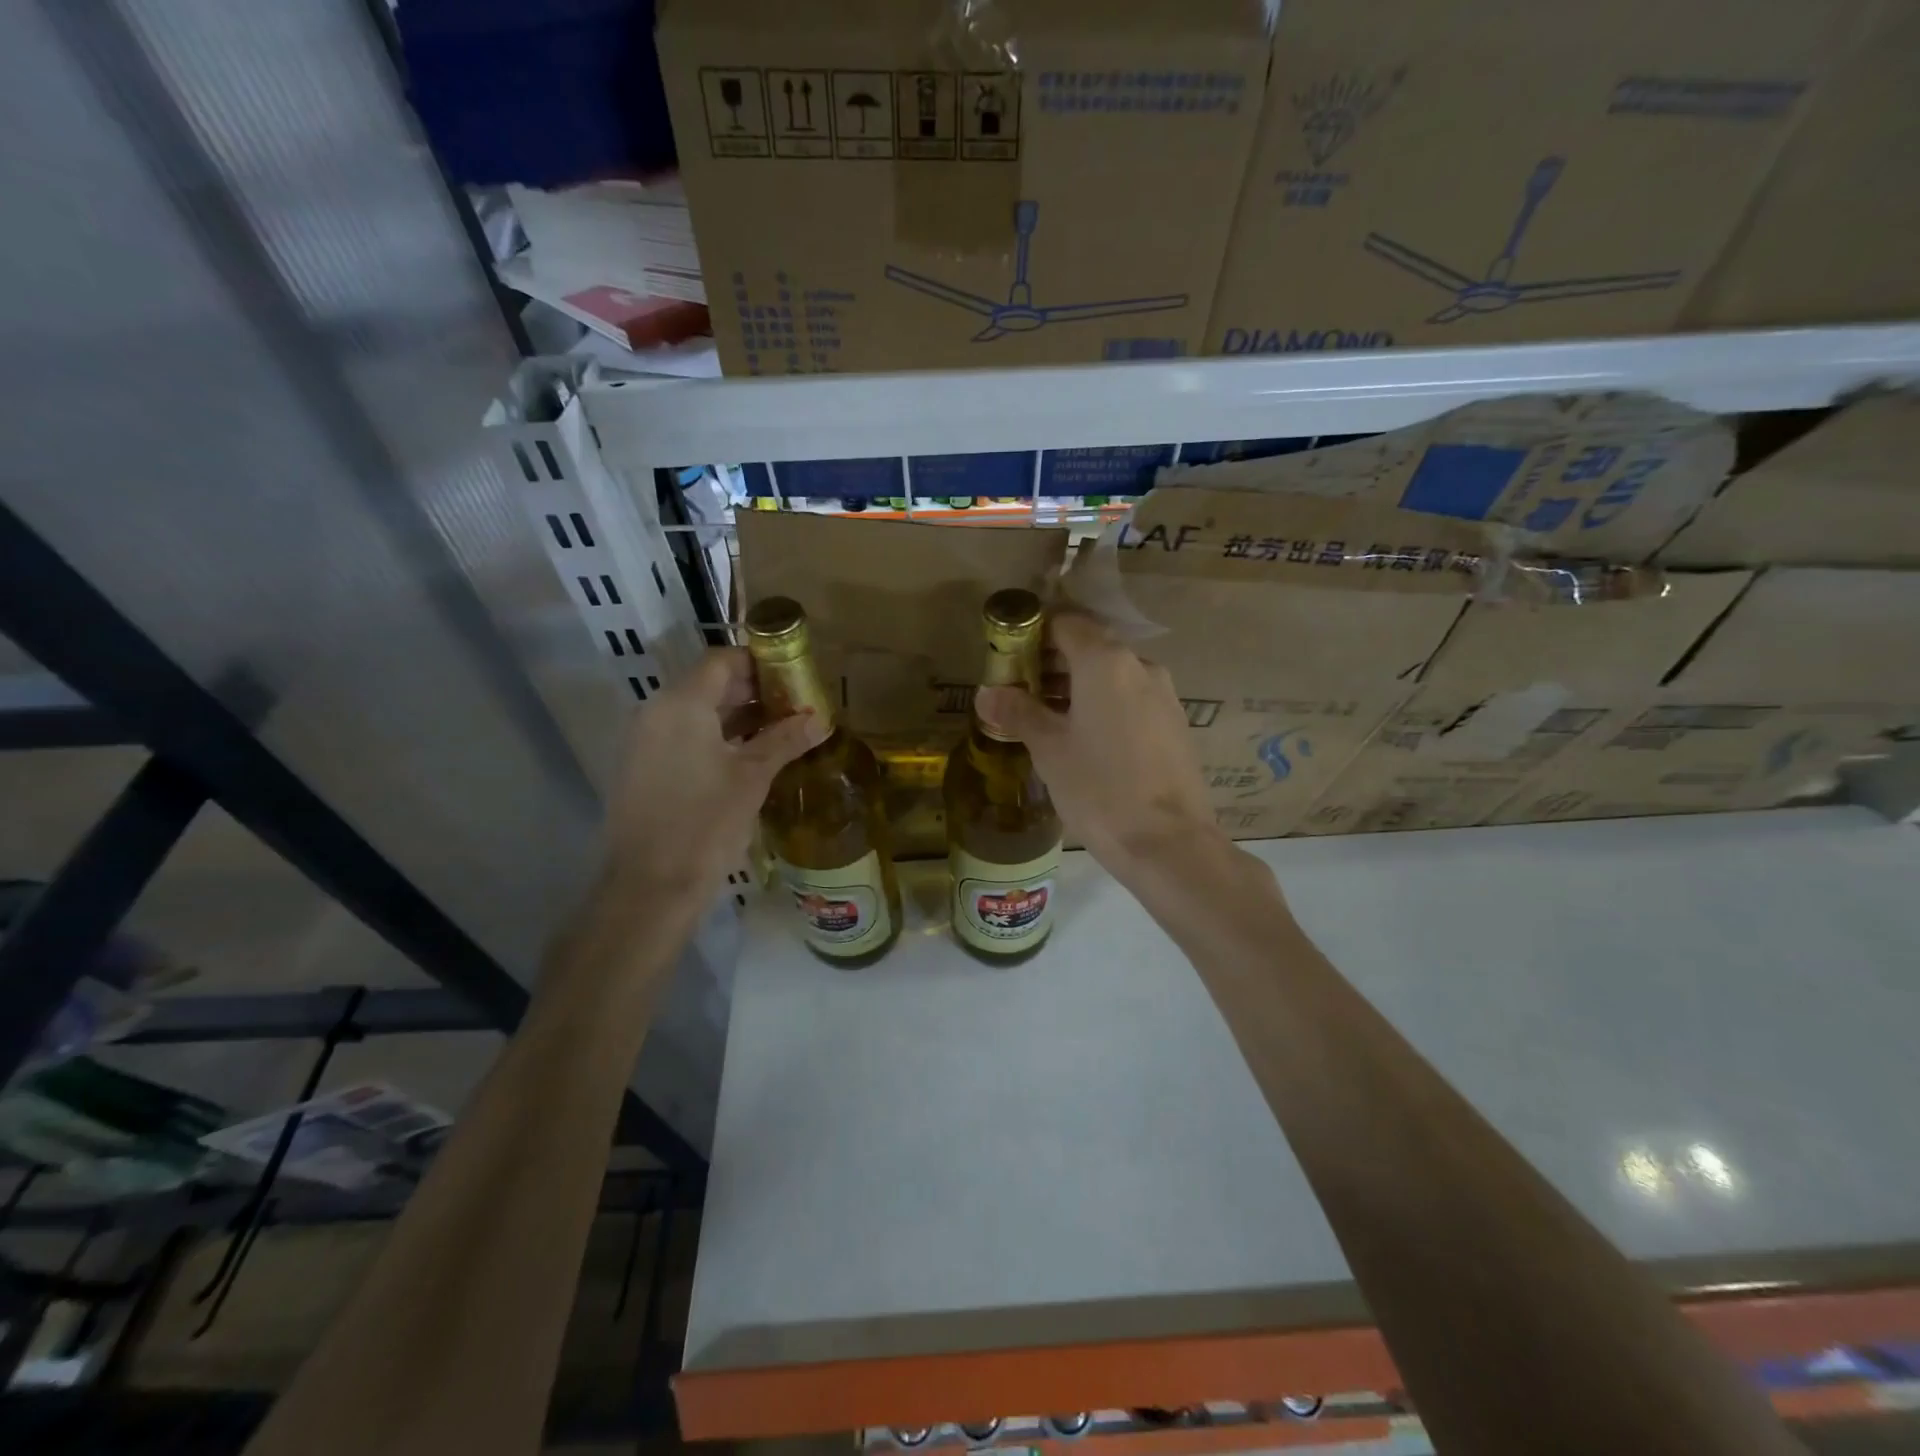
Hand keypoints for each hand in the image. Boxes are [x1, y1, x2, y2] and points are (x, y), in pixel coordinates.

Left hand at [600, 648, 825, 906]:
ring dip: (737, 716)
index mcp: (681, 704)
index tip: (794, 676)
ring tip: (781, 730)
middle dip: (753, 691)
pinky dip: (717, 737)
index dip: (759, 662)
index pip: (721, 660)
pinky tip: (750, 757)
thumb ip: (785, 740)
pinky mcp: (644, 768)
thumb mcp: (753, 777)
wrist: (651, 886)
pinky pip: (685, 737)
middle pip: (709, 684)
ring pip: (697, 712)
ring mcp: (646, 741)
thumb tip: (820, 719)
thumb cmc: (706, 822)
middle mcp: (657, 712)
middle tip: (794, 705)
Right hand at [976, 612, 1226, 882]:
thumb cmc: (1099, 789)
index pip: (1066, 623)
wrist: (1168, 843)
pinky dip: (1105, 706)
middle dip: (1053, 664)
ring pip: (1113, 675)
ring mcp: (1164, 695)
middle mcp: (1140, 666)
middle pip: (1091, 647)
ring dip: (1078, 687)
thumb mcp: (1049, 750)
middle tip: (1021, 693)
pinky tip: (1087, 741)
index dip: (1034, 635)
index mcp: (1106, 662)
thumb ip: (1018, 713)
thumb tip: (986, 693)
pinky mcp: (1176, 724)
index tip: (1010, 660)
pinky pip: (1132, 699)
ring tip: (1048, 720)